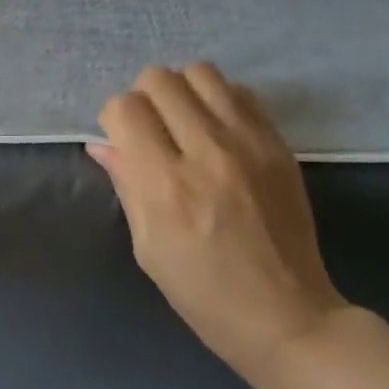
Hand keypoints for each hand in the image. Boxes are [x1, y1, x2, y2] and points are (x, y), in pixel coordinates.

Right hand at [88, 64, 346, 382]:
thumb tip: (103, 144)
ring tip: (185, 124)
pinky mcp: (279, 146)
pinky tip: (219, 132)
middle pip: (160, 79)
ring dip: (182, 91)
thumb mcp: (146, 246)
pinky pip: (241, 93)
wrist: (285, 315)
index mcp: (165, 184)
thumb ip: (126, 184)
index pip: (125, 108)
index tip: (123, 142)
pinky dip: (220, 101)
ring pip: (201, 72)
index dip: (114, 119)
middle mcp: (206, 152)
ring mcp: (249, 144)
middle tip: (152, 131)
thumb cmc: (201, 291)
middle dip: (144, 99)